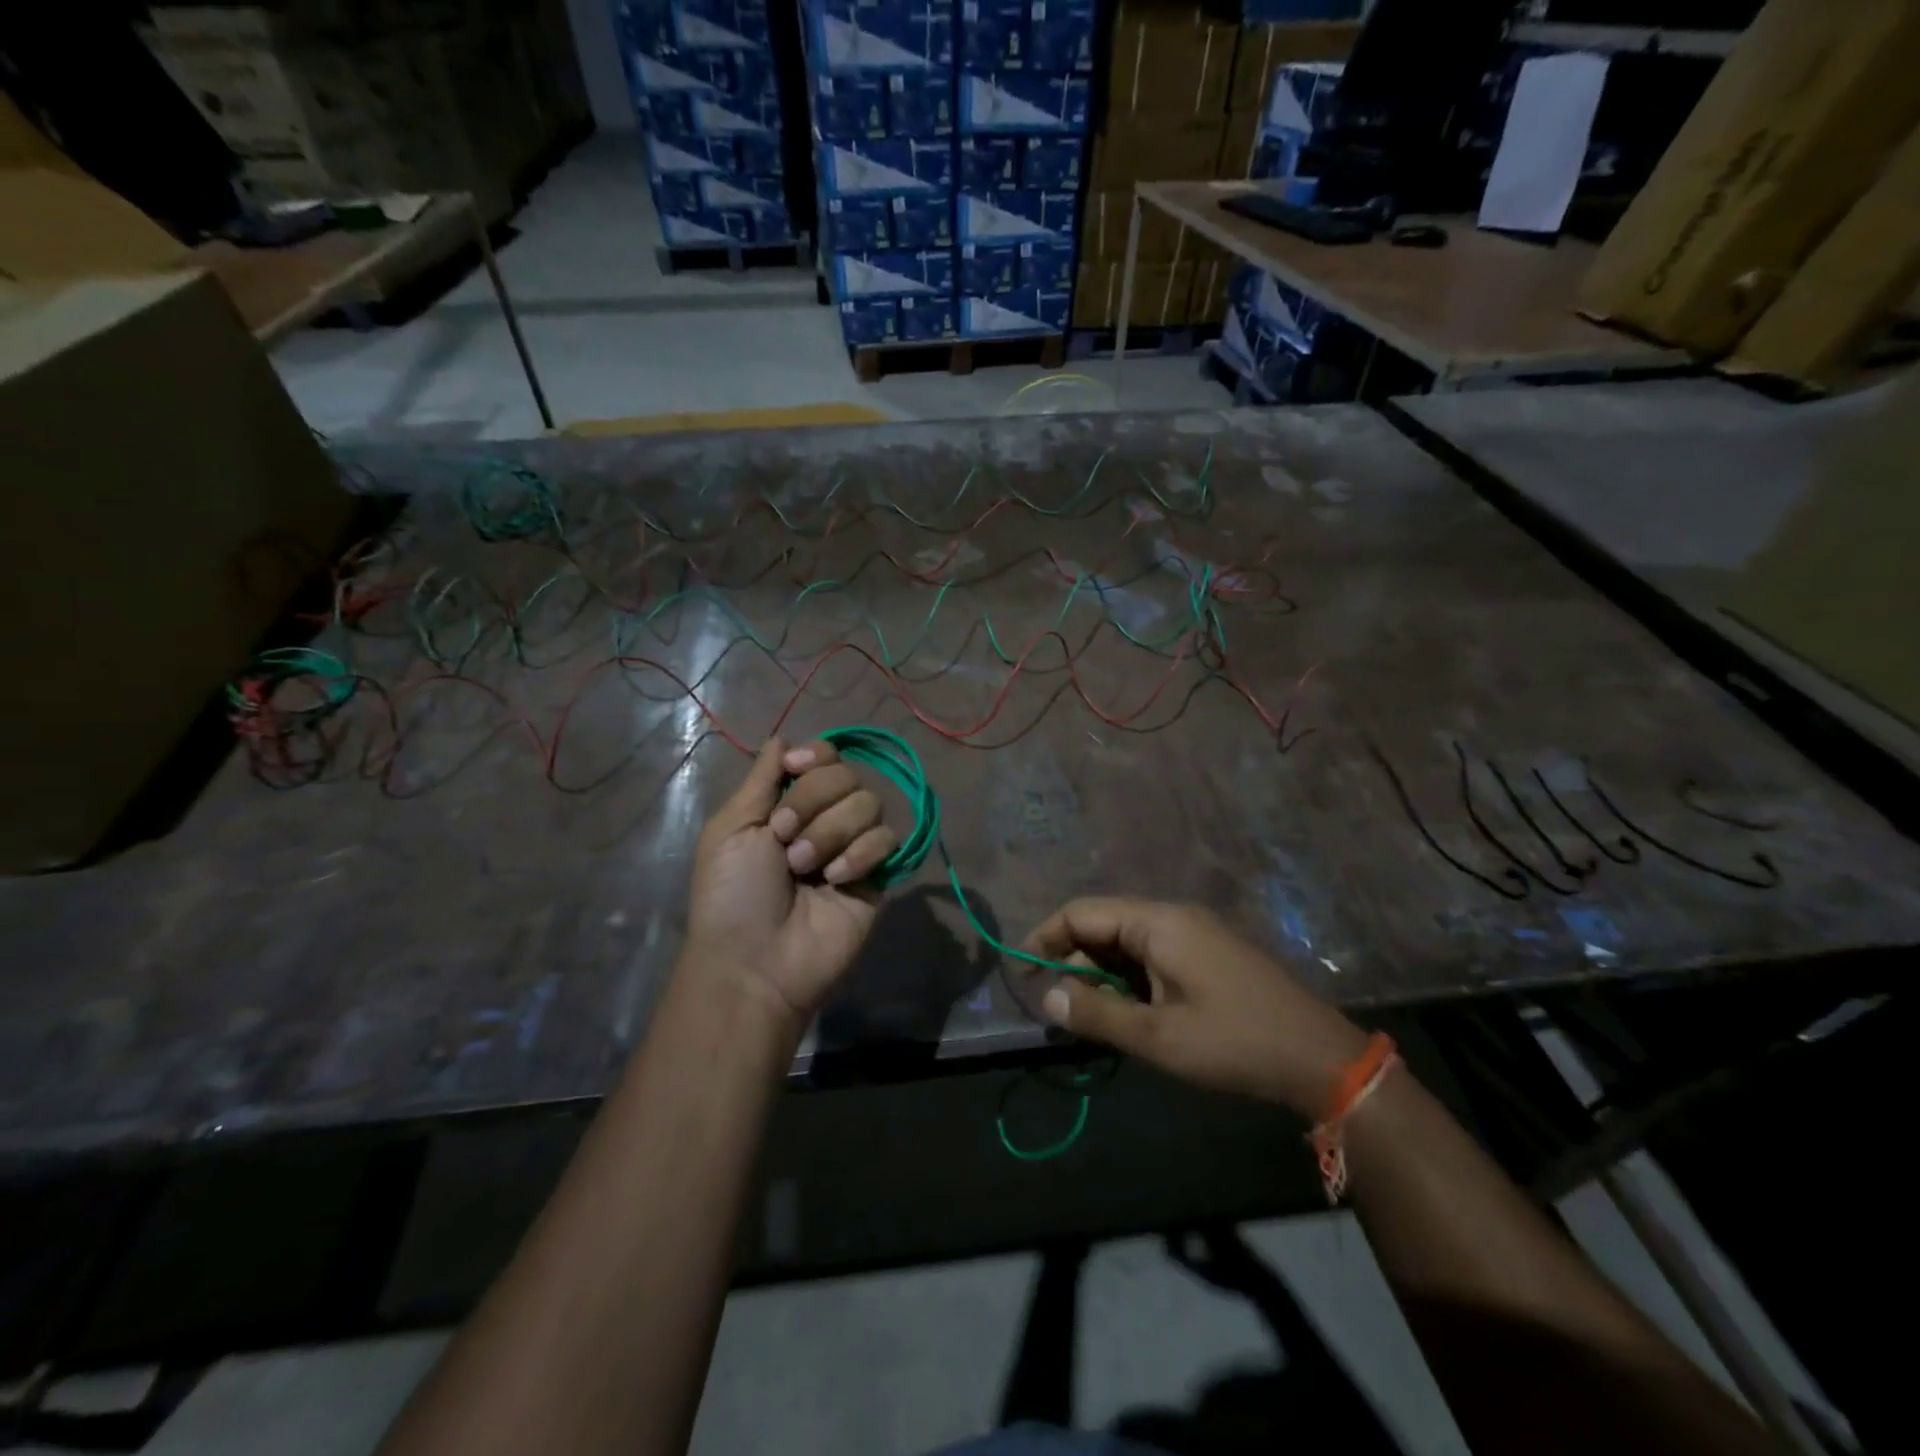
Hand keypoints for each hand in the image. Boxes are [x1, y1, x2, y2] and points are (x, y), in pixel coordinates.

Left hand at [683, 738, 897, 1036]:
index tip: (797, 769)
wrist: (756, 960)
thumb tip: (782, 738)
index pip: (824, 758)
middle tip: (784, 838)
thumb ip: (761, 779)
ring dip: (831, 831)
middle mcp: (824, 820)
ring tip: (805, 868)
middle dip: (813, 801)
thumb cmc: (732, 893)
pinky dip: (860, 854)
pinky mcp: (878, 876)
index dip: (817, 757)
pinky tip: (835, 881)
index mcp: (787, 805)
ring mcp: (852, 848)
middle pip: (847, 775)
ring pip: (869, 803)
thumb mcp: (732, 828)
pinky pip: (887, 839)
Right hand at [1024, 899, 1369, 1118]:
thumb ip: (1097, 1015)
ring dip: (1102, 975)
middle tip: (1059, 1008)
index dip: (1046, 937)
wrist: (1321, 1060)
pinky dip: (1130, 980)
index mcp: (1159, 923)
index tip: (1022, 972)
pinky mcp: (1209, 955)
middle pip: (1104, 925)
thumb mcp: (1158, 1037)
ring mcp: (1196, 935)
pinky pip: (1153, 955)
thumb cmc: (1235, 1044)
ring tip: (1092, 1017)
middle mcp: (1174, 917)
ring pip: (1128, 943)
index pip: (1083, 912)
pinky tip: (1130, 1014)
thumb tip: (1047, 998)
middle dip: (1074, 962)